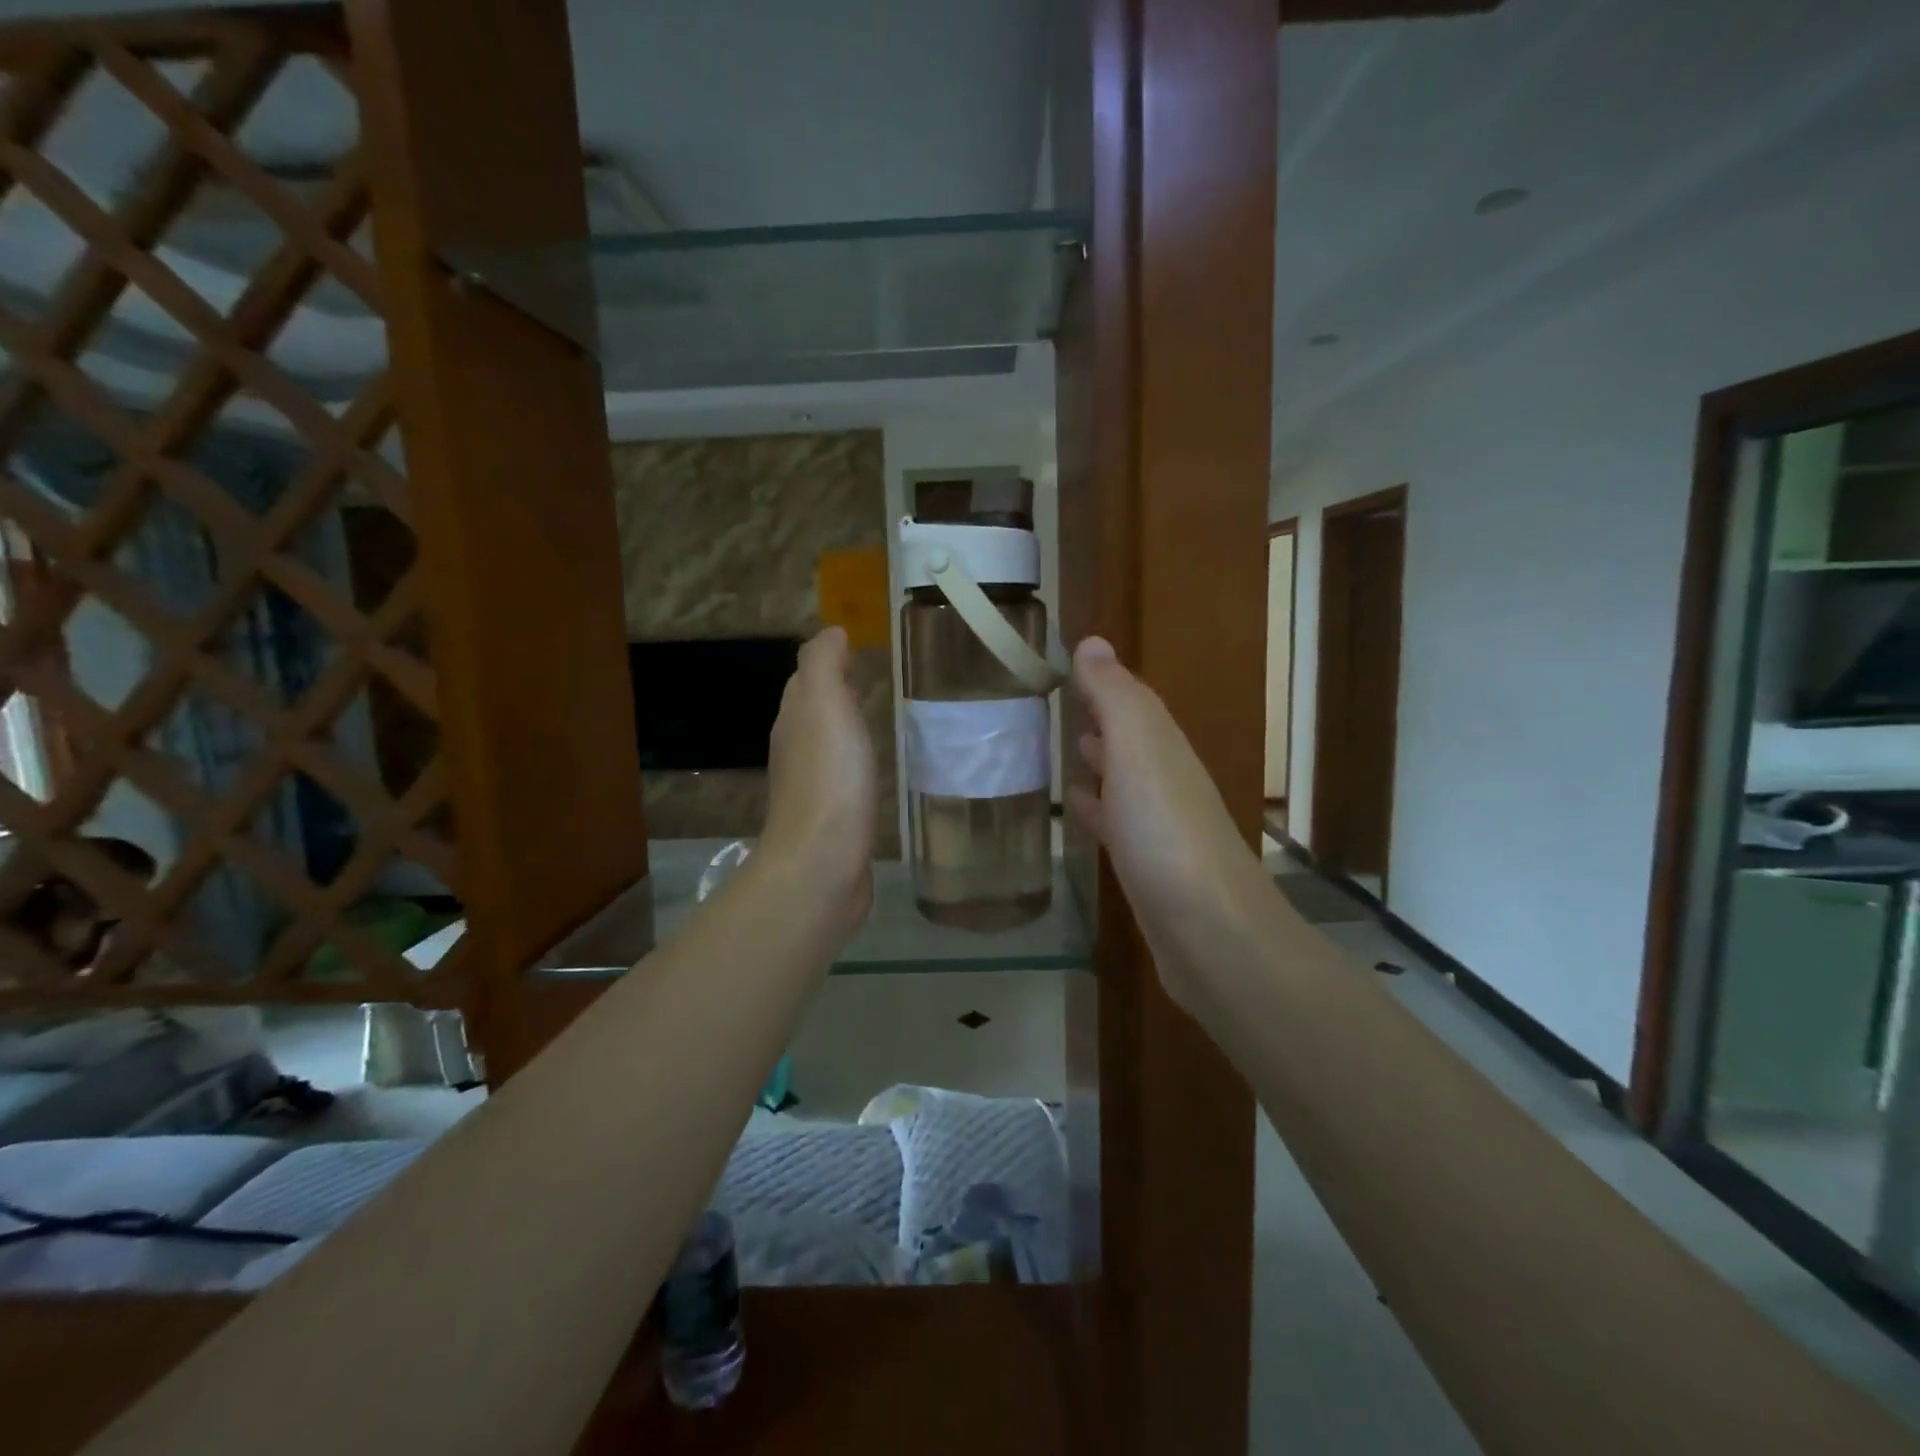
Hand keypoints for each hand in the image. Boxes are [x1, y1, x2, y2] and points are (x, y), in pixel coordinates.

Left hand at [759, 628, 877, 930]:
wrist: (822, 863)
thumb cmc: (829, 778)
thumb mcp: (824, 705)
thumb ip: (823, 664)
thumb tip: (831, 632)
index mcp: (794, 719)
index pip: (806, 679)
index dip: (828, 663)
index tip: (859, 652)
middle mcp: (796, 749)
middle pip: (813, 710)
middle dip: (836, 693)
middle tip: (872, 680)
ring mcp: (812, 787)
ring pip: (827, 744)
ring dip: (845, 728)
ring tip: (877, 719)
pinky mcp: (832, 819)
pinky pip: (842, 777)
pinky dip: (854, 763)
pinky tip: (874, 770)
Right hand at [1068, 637, 1269, 1009]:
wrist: (1211, 933)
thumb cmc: (1166, 833)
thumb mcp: (1138, 750)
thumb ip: (1114, 697)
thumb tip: (1092, 641)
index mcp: (1163, 748)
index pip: (1131, 702)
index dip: (1103, 683)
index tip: (1067, 667)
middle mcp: (1166, 781)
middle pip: (1132, 739)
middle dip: (1102, 720)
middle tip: (1062, 704)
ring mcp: (1159, 827)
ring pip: (1125, 780)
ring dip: (1101, 761)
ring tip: (1067, 748)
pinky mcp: (1148, 868)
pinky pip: (1116, 823)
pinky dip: (1097, 808)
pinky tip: (1078, 811)